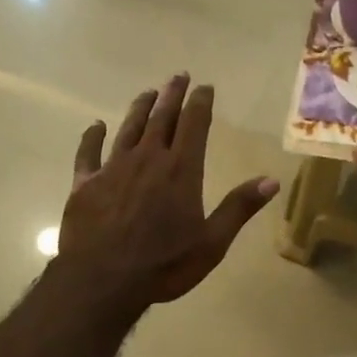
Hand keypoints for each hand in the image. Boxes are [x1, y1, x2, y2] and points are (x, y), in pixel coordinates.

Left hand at [59, 74, 280, 312]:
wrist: (102, 280)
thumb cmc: (164, 264)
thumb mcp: (212, 242)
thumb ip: (239, 208)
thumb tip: (272, 180)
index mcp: (181, 170)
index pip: (194, 124)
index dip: (200, 103)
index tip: (205, 86)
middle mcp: (147, 159)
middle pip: (161, 118)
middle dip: (172, 95)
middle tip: (178, 76)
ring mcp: (113, 168)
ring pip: (128, 128)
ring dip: (139, 108)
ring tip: (148, 92)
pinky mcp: (85, 183)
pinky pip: (88, 153)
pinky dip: (92, 137)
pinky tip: (96, 126)